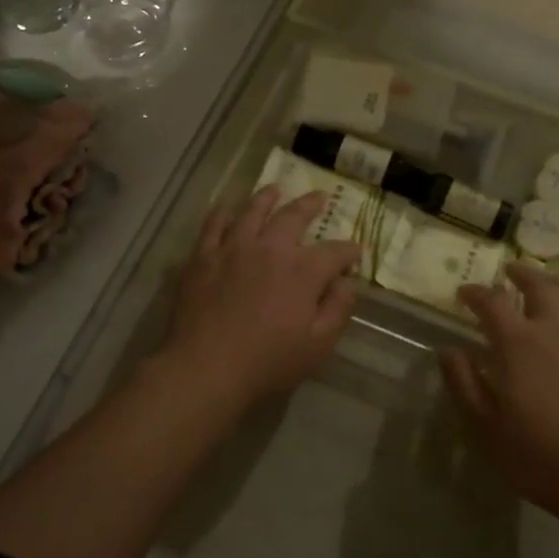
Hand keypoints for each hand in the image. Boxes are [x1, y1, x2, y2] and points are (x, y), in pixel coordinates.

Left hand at [162, 186, 359, 403]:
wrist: (205, 367)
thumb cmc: (267, 362)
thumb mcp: (318, 345)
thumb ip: (338, 310)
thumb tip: (348, 282)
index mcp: (302, 271)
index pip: (334, 252)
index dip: (349, 251)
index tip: (355, 252)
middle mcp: (270, 248)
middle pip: (294, 216)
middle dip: (311, 205)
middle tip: (319, 197)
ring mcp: (233, 248)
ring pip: (253, 211)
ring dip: (267, 198)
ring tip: (275, 189)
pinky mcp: (203, 256)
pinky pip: (214, 225)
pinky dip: (224, 213)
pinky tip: (228, 209)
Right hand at [443, 263, 558, 527]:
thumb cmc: (544, 458)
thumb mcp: (487, 429)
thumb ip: (465, 385)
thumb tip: (449, 350)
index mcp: (518, 344)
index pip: (491, 302)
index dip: (475, 293)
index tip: (463, 293)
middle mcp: (555, 329)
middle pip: (538, 285)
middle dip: (520, 274)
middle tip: (507, 272)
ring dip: (554, 282)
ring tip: (546, 283)